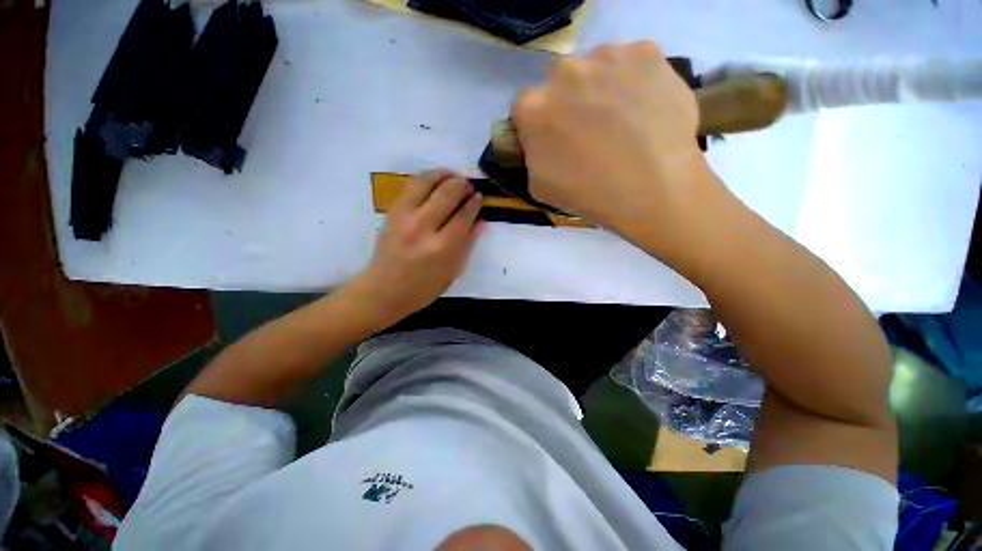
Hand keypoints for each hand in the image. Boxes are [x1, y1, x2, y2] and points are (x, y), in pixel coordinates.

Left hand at [349, 169, 482, 327]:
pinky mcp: (392, 211)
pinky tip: (435, 181)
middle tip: (469, 185)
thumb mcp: (452, 272)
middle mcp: (423, 227)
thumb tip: (480, 221)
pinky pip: (411, 185)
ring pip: (427, 182)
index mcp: (442, 248)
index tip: (480, 197)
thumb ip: (467, 245)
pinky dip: (426, 178)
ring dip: (444, 174)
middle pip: (447, 193)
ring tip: (453, 176)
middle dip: (462, 185)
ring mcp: (404, 216)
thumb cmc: (423, 287)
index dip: (474, 203)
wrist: (383, 289)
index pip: (463, 216)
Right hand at [513, 42, 719, 257]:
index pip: (525, 106)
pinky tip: (644, 107)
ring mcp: (607, 56)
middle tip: (588, 126)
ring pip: (595, 66)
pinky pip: (632, 62)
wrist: (652, 189)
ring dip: (600, 85)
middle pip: (558, 79)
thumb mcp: (539, 187)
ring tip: (621, 118)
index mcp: (533, 108)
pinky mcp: (646, 52)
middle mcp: (564, 71)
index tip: (553, 137)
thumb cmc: (588, 194)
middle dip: (567, 99)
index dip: (539, 123)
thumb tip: (540, 142)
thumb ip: (532, 156)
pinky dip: (634, 80)